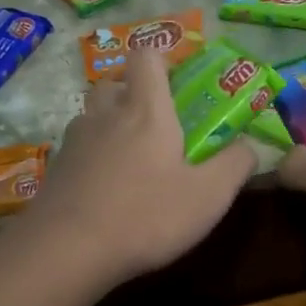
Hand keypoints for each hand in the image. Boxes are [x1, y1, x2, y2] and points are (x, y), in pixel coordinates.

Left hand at [22, 46, 255, 288]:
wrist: (67, 251)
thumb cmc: (147, 216)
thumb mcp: (209, 196)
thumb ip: (236, 164)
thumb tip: (249, 145)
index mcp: (145, 110)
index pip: (147, 55)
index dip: (163, 59)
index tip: (180, 83)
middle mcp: (105, 114)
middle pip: (115, 84)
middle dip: (134, 95)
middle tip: (157, 126)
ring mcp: (74, 141)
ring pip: (93, 116)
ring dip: (111, 126)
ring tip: (131, 161)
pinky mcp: (55, 169)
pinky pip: (78, 149)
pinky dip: (93, 158)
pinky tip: (105, 191)